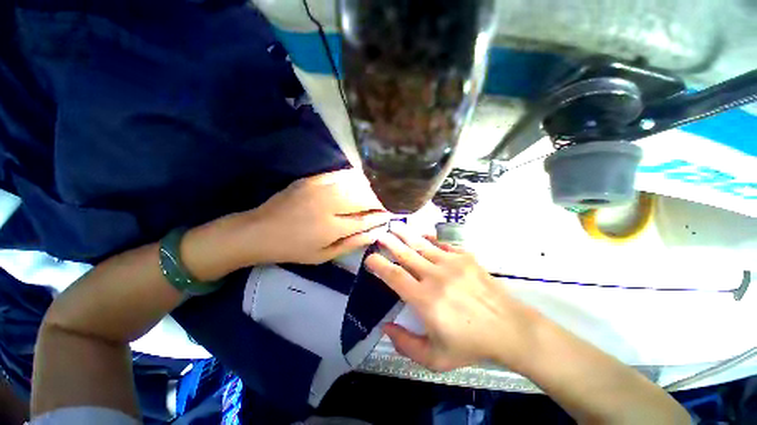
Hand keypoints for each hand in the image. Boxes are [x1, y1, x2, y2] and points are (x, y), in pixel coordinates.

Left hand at [243, 169, 390, 264]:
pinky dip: (354, 178)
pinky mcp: (311, 179)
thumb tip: (375, 234)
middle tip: (385, 205)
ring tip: (375, 194)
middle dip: (379, 201)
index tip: (390, 215)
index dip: (380, 216)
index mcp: (332, 228)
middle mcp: (329, 205)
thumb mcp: (323, 256)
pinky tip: (359, 183)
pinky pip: (340, 175)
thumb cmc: (293, 249)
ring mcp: (319, 188)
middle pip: (363, 198)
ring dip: (369, 189)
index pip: (366, 219)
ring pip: (354, 184)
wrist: (259, 231)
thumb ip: (351, 244)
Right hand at [365, 222, 539, 371]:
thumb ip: (406, 345)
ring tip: (395, 226)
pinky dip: (430, 239)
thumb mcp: (435, 358)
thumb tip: (385, 327)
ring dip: (406, 235)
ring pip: (421, 244)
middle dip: (389, 243)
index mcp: (425, 300)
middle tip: (379, 235)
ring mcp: (451, 263)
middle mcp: (435, 276)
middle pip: (406, 254)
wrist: (509, 329)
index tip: (369, 259)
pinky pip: (442, 244)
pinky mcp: (465, 257)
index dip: (379, 265)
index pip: (394, 276)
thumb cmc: (471, 345)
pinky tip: (423, 235)